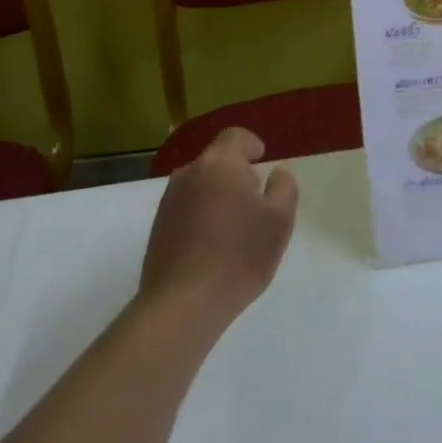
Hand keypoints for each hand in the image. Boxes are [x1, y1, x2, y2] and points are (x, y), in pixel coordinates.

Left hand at [138, 128, 297, 328]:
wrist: (181, 307)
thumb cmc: (238, 256)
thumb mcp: (279, 220)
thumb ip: (284, 187)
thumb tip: (276, 173)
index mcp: (219, 163)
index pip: (234, 136)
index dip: (250, 144)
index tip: (262, 159)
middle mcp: (189, 174)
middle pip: (216, 161)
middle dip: (236, 173)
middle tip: (255, 199)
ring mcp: (168, 202)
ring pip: (200, 185)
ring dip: (218, 195)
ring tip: (235, 226)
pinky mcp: (157, 230)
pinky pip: (187, 208)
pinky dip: (202, 215)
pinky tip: (213, 245)